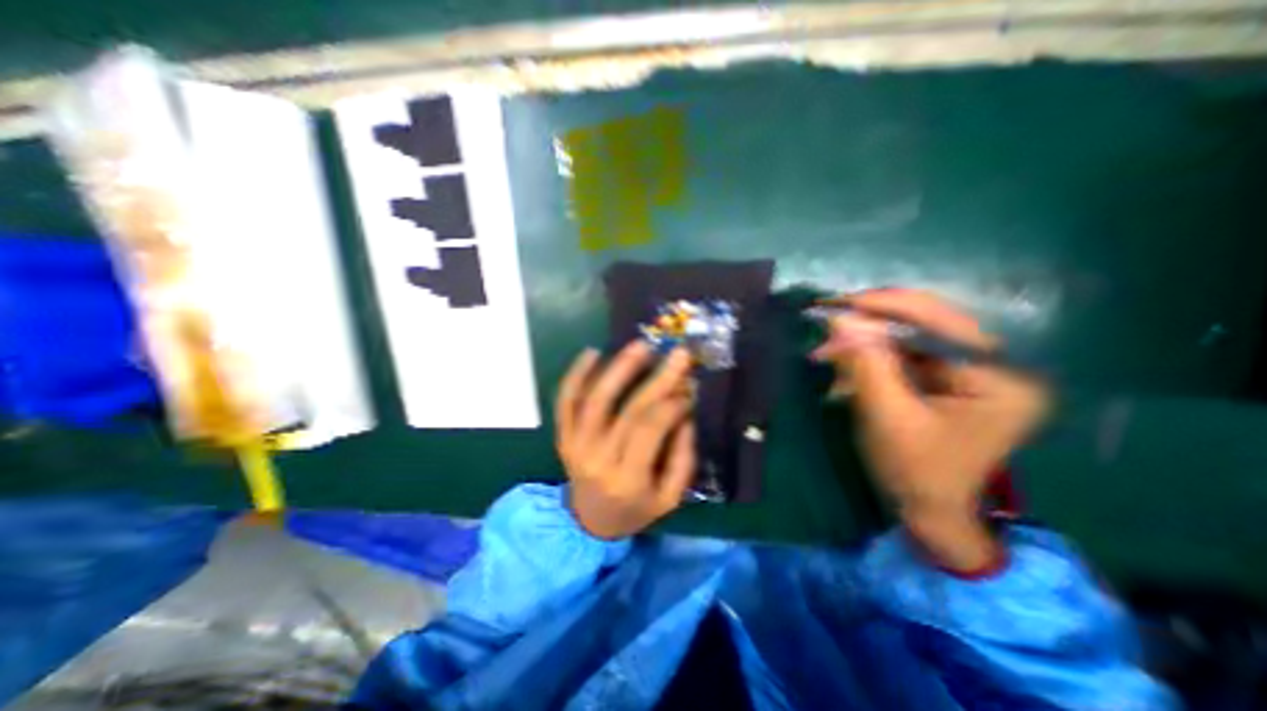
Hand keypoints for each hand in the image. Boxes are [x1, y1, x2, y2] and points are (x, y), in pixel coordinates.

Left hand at [554, 343, 695, 539]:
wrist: (590, 523)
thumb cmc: (636, 510)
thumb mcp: (670, 497)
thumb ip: (683, 456)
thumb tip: (685, 410)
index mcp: (628, 479)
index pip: (651, 429)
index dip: (672, 404)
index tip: (689, 388)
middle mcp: (598, 459)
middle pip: (629, 410)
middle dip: (658, 379)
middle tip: (678, 353)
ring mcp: (575, 445)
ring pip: (595, 400)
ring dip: (619, 369)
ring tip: (641, 346)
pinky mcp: (563, 436)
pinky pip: (565, 402)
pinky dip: (575, 375)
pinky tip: (593, 352)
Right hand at [812, 288, 1048, 572]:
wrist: (928, 510)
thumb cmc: (914, 471)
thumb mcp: (887, 416)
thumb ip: (866, 364)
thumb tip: (840, 319)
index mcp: (1000, 377)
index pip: (939, 322)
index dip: (885, 307)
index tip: (838, 304)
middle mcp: (996, 365)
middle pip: (926, 323)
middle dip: (872, 322)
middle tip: (828, 321)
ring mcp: (972, 370)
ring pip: (910, 336)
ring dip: (865, 340)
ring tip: (826, 350)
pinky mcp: (948, 377)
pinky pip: (905, 353)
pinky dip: (870, 355)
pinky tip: (842, 364)